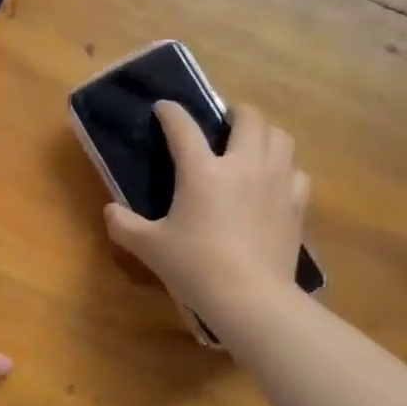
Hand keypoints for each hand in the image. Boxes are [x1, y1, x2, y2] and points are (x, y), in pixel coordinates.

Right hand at [104, 102, 310, 331]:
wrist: (250, 297)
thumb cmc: (195, 267)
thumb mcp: (150, 247)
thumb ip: (124, 225)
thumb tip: (110, 211)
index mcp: (202, 170)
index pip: (183, 127)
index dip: (170, 112)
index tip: (164, 108)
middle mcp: (243, 164)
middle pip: (249, 117)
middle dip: (234, 112)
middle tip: (222, 124)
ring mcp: (275, 181)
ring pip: (280, 136)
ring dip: (264, 134)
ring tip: (251, 146)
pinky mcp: (296, 203)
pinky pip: (296, 171)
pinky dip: (285, 169)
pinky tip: (273, 182)